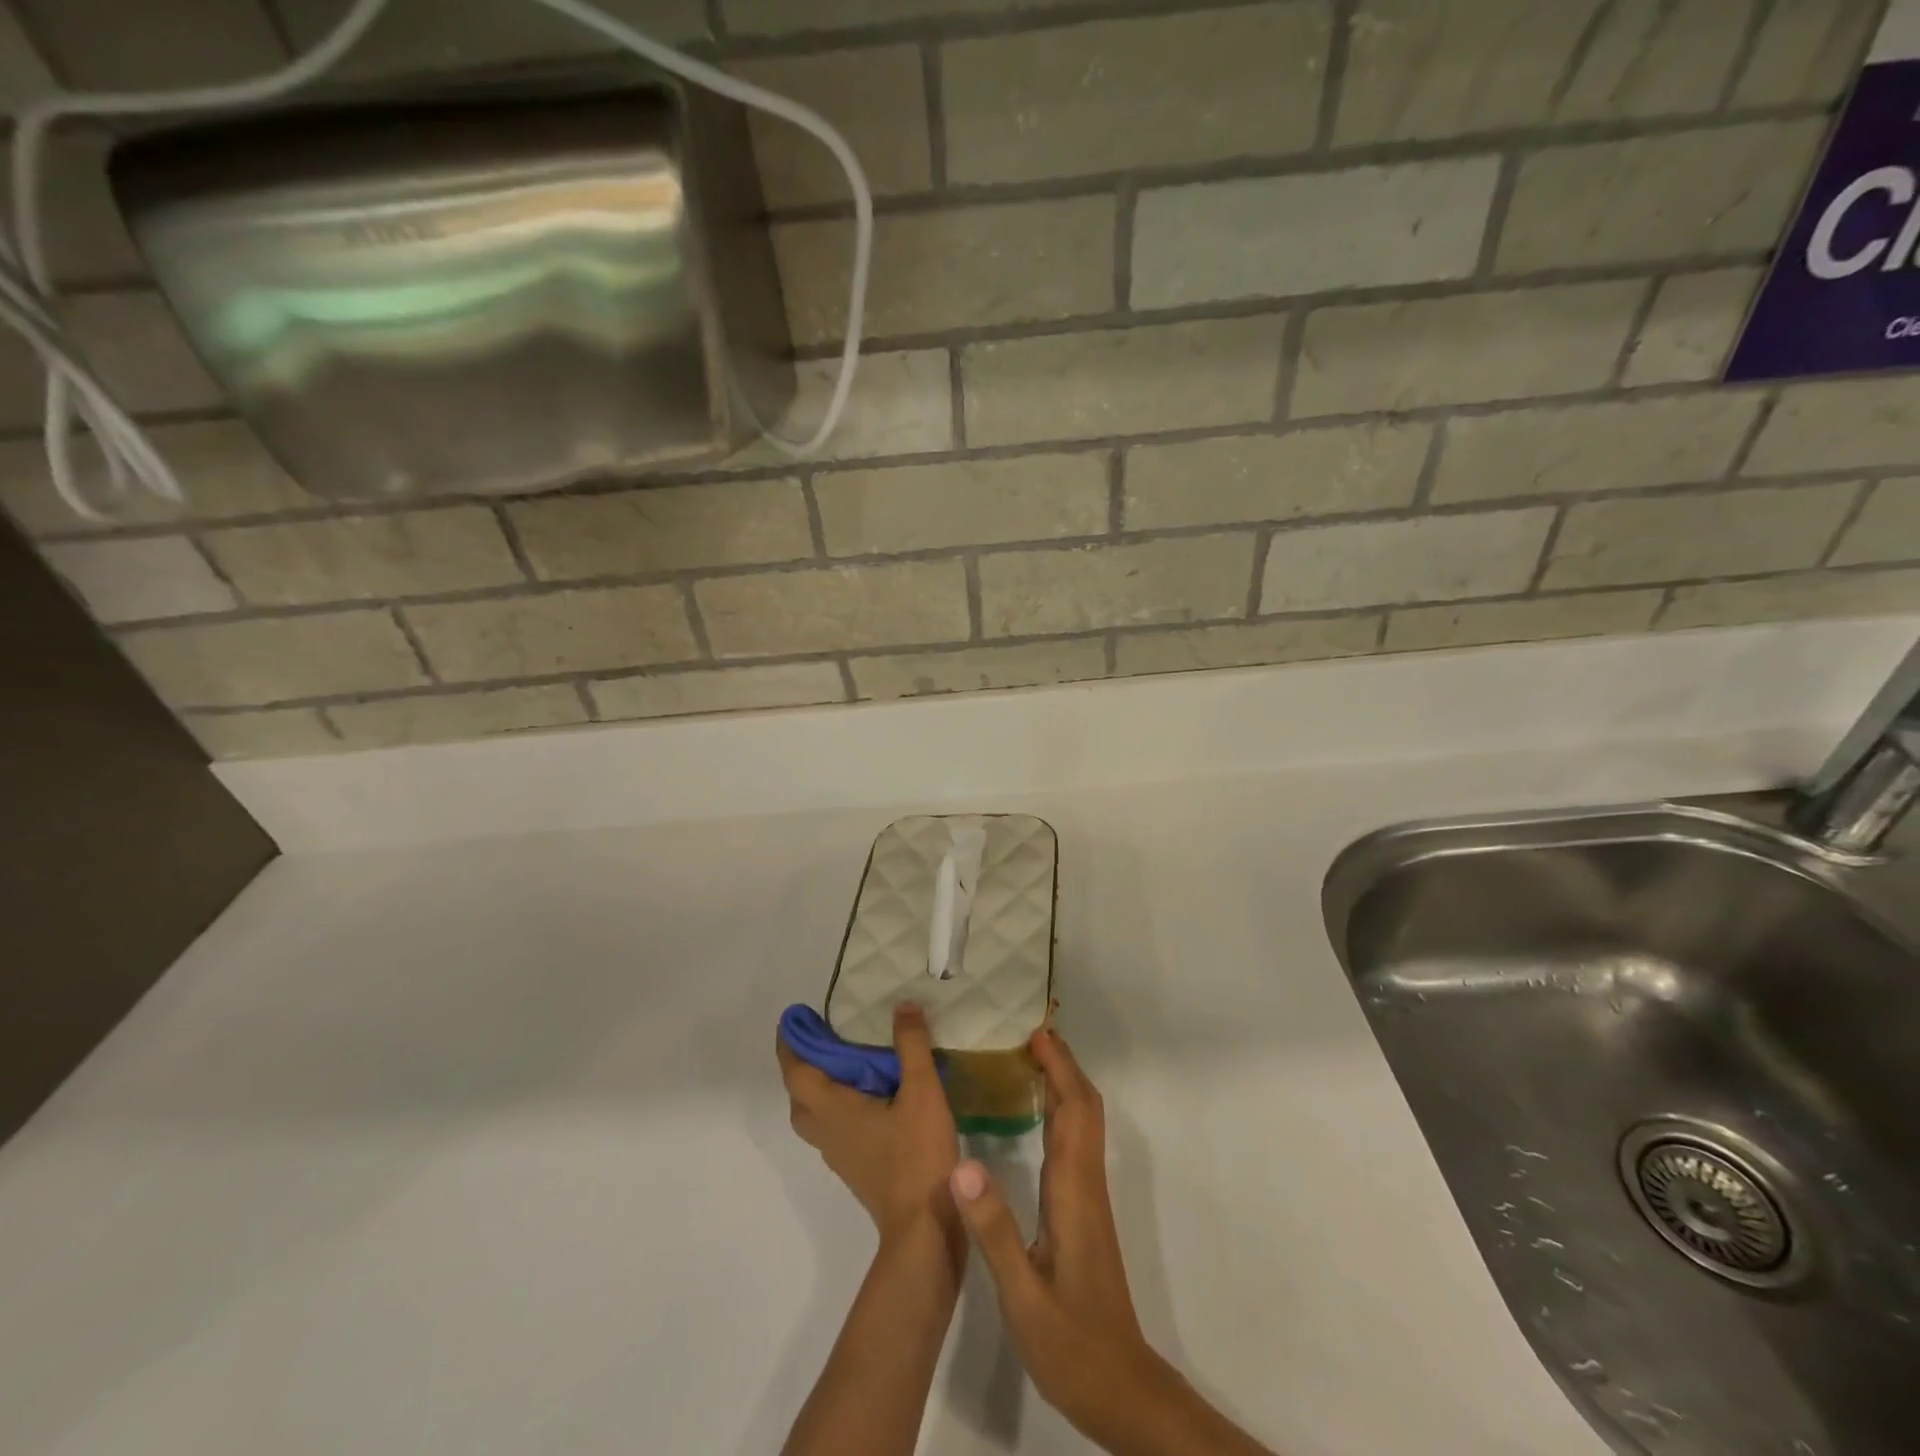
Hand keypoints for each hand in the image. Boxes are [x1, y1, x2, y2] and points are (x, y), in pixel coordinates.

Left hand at [779, 1002, 961, 1249]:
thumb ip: (911, 1045)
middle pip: (799, 1097)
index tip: (792, 1020)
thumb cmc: (916, 1155)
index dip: (790, 1045)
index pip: (797, 1073)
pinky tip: (867, 1100)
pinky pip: (832, 1129)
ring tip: (843, 1065)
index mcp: (833, 1110)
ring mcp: (839, 1155)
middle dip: (802, 1067)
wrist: (923, 1228)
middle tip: (821, 1040)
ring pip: (813, 1117)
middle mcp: (827, 1132)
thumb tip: (902, 1005)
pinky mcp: (855, 1169)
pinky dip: (836, 1107)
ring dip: (817, 1089)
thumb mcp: (922, 1091)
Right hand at [947, 1029, 1159, 1438]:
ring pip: (1082, 1124)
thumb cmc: (1072, 1343)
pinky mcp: (1083, 1213)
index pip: (1074, 1109)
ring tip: (1026, 1061)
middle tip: (1027, 1035)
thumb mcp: (1023, 1294)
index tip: (1035, 1033)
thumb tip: (963, 1161)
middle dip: (1062, 1064)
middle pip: (1084, 1106)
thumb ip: (993, 1229)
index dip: (1060, 1067)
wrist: (1120, 1390)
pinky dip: (1059, 1112)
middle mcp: (1086, 1184)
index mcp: (1074, 1190)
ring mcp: (1088, 1198)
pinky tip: (1034, 1118)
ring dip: (1063, 1084)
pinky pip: (1074, 1144)